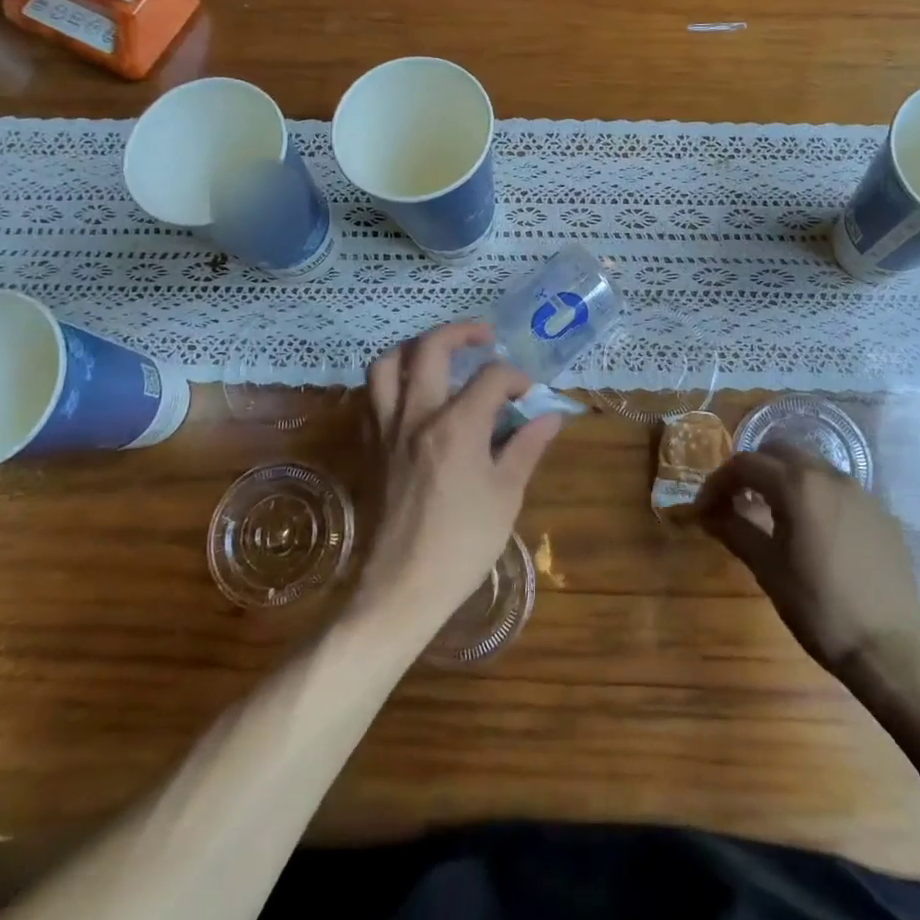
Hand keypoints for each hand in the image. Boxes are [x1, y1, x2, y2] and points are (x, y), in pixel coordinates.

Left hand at [354, 321, 561, 637]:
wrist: (402, 587)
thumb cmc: (462, 544)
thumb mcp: (506, 495)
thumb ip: (526, 447)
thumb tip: (550, 416)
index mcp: (457, 426)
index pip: (490, 376)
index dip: (514, 377)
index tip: (527, 394)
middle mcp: (417, 415)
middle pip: (430, 348)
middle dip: (461, 332)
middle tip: (483, 337)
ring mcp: (387, 430)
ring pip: (386, 365)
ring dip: (412, 348)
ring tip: (436, 353)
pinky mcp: (369, 447)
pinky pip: (370, 398)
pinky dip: (389, 382)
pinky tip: (409, 394)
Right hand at [696, 441, 919, 683]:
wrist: (889, 648)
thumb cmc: (818, 607)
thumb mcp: (767, 569)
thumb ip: (734, 530)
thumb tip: (707, 513)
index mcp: (797, 485)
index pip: (745, 464)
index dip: (718, 482)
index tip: (705, 509)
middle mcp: (829, 475)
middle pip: (779, 452)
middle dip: (753, 470)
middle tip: (737, 502)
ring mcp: (861, 492)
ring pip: (811, 466)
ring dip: (785, 480)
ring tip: (774, 516)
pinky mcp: (881, 513)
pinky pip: (838, 490)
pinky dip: (816, 497)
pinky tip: (814, 533)